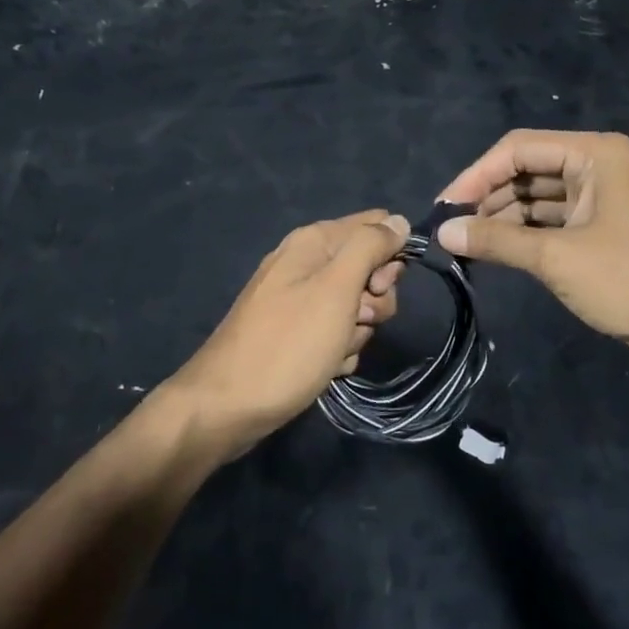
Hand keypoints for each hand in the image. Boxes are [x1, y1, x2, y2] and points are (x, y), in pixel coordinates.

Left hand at [165, 211, 408, 454]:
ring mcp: (300, 300)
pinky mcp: (297, 333)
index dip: (390, 254)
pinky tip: (324, 367)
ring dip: (357, 331)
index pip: (377, 225)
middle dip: (374, 299)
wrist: (228, 406)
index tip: (380, 286)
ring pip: (358, 306)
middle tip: (357, 319)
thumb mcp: (336, 288)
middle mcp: (306, 263)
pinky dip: (338, 351)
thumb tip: (400, 221)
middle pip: (370, 268)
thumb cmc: (288, 344)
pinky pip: (337, 333)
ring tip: (333, 350)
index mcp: (314, 241)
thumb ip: (370, 247)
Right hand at [436, 130, 628, 366]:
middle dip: (489, 197)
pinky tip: (497, 250)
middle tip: (452, 228)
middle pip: (529, 169)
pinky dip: (526, 232)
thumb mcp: (557, 258)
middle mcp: (600, 166)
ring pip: (540, 196)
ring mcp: (604, 198)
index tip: (444, 207)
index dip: (477, 175)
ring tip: (467, 243)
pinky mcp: (604, 228)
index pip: (519, 148)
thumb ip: (497, 240)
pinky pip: (555, 219)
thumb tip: (443, 232)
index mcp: (595, 154)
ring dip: (505, 217)